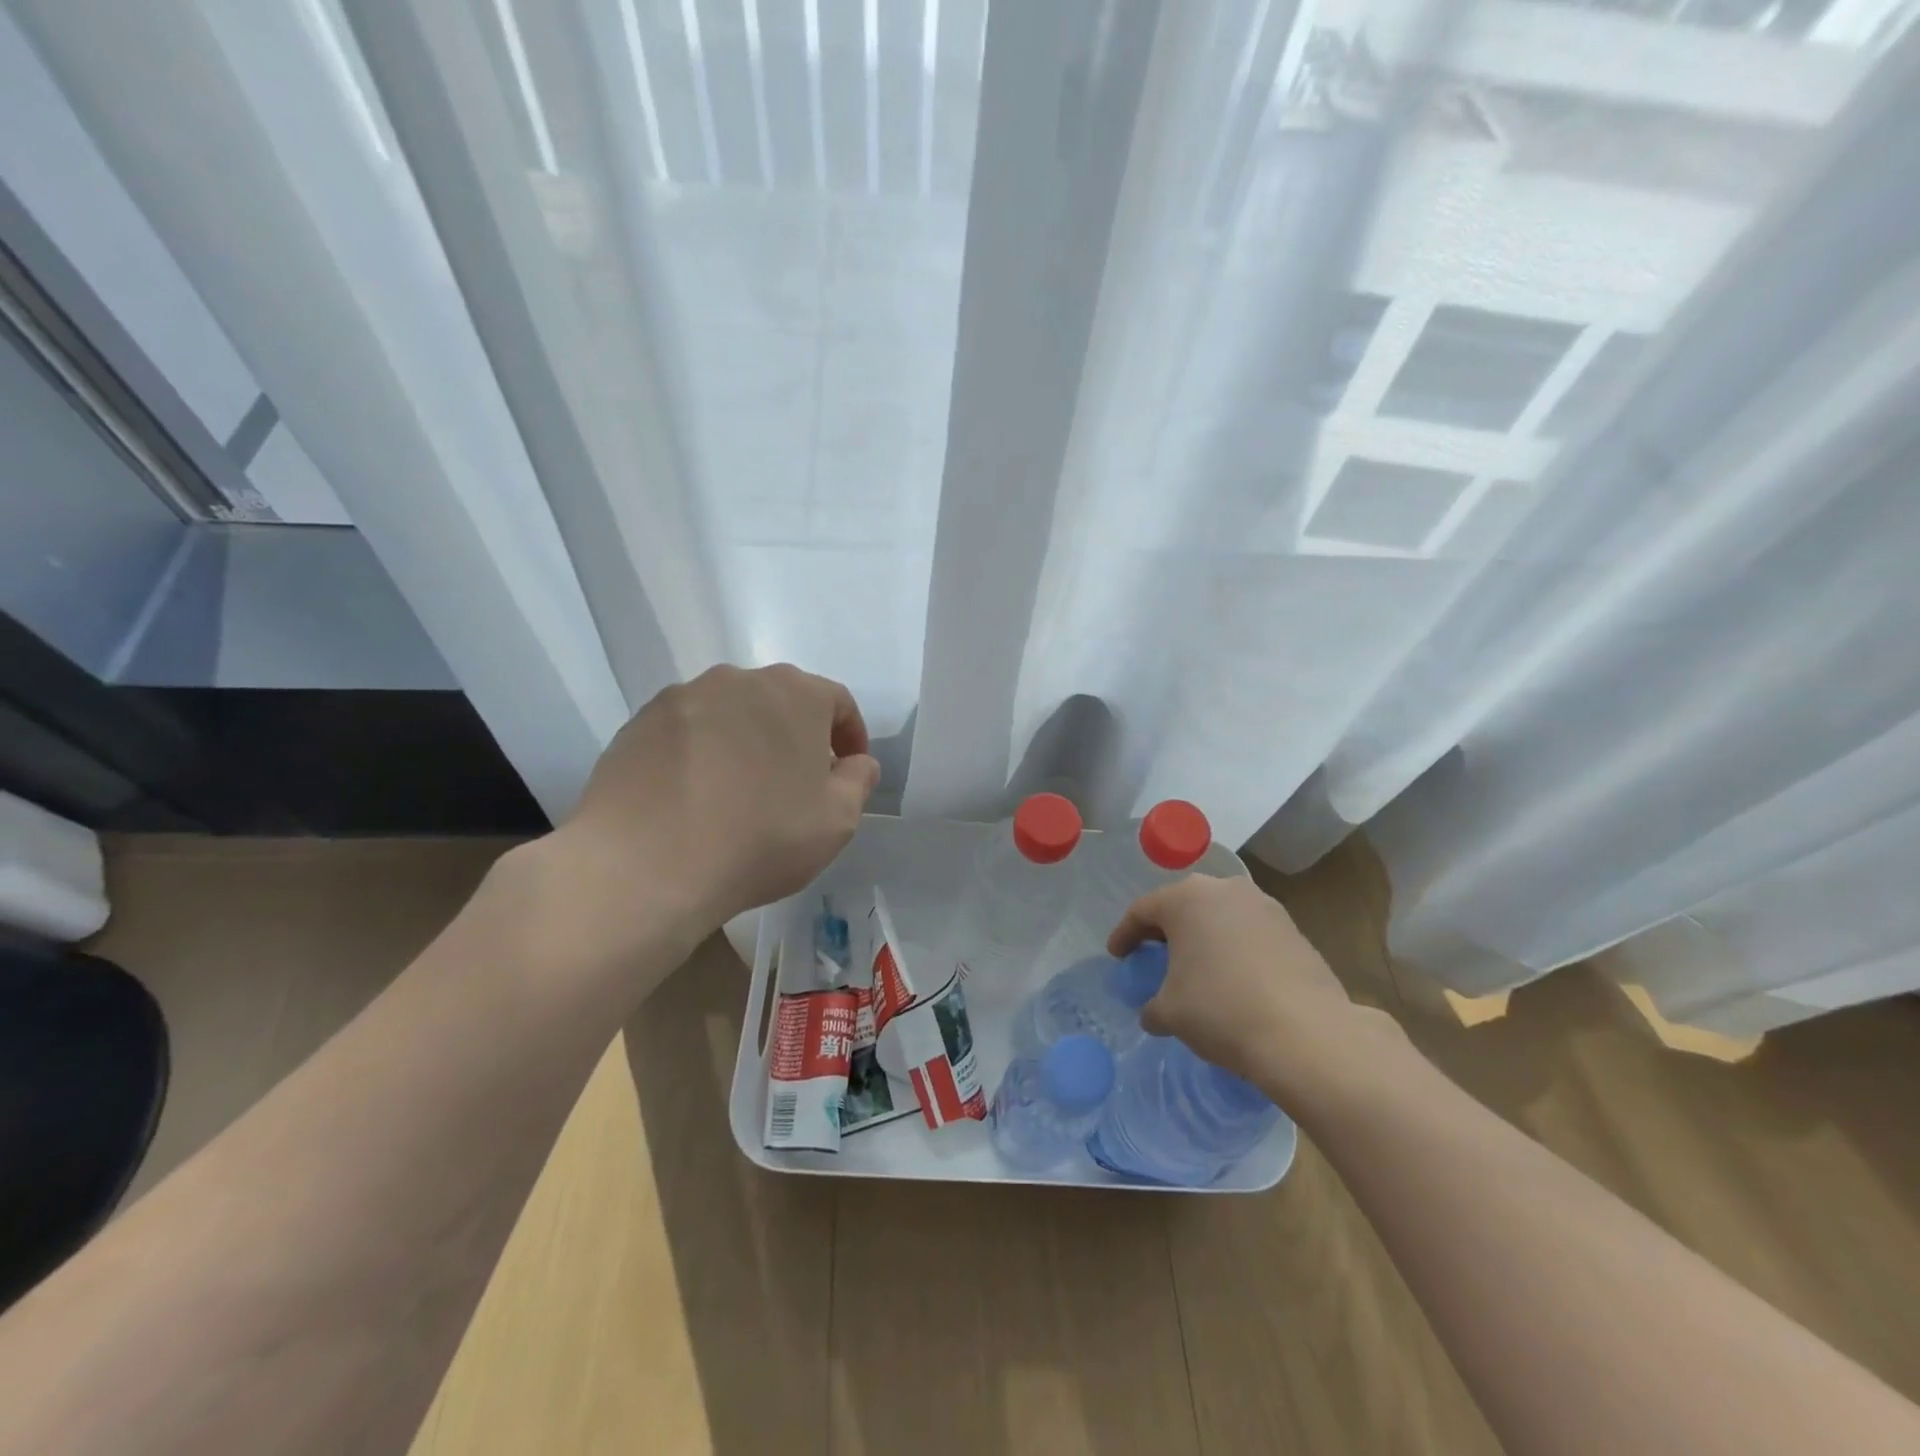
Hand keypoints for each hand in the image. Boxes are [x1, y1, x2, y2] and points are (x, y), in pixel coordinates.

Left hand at [540, 664, 879, 965]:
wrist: (647, 864)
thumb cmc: (760, 838)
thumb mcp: (837, 820)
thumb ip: (859, 780)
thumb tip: (856, 762)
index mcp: (795, 693)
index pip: (837, 702)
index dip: (850, 736)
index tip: (847, 771)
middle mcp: (738, 680)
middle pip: (781, 702)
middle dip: (797, 737)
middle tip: (796, 783)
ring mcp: (683, 698)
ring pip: (731, 714)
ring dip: (746, 742)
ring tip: (741, 791)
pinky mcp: (639, 723)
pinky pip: (687, 732)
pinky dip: (701, 754)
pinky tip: (695, 797)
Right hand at [1109, 874, 1396, 1105]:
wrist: (1305, 1033)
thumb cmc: (1221, 1010)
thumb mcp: (1170, 1012)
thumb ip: (1153, 1006)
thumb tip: (1154, 1012)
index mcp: (1185, 899)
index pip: (1142, 911)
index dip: (1124, 934)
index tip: (1117, 956)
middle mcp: (1224, 889)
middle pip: (1183, 906)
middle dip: (1166, 930)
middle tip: (1153, 955)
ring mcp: (1264, 906)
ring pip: (1220, 915)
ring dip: (1204, 937)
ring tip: (1197, 966)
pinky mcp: (1293, 929)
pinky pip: (1249, 932)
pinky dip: (1234, 948)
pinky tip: (1234, 978)